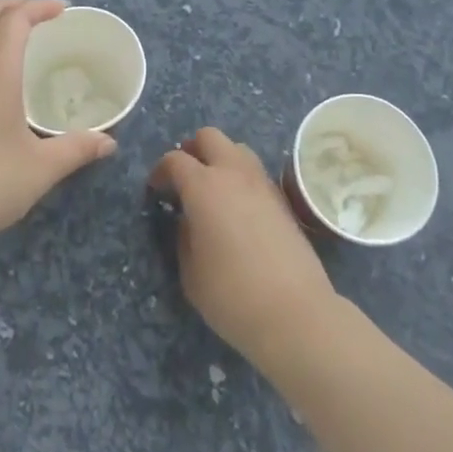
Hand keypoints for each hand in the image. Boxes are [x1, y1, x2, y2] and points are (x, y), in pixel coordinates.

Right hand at [148, 127, 335, 369]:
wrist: (296, 314)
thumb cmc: (232, 296)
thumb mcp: (190, 273)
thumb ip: (183, 237)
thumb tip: (188, 220)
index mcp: (203, 186)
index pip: (175, 159)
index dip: (161, 171)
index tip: (156, 190)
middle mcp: (233, 173)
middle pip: (209, 137)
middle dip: (192, 150)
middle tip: (184, 178)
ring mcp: (262, 183)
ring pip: (237, 148)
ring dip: (220, 159)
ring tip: (213, 189)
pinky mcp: (283, 199)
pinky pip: (255, 172)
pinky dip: (241, 177)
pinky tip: (238, 207)